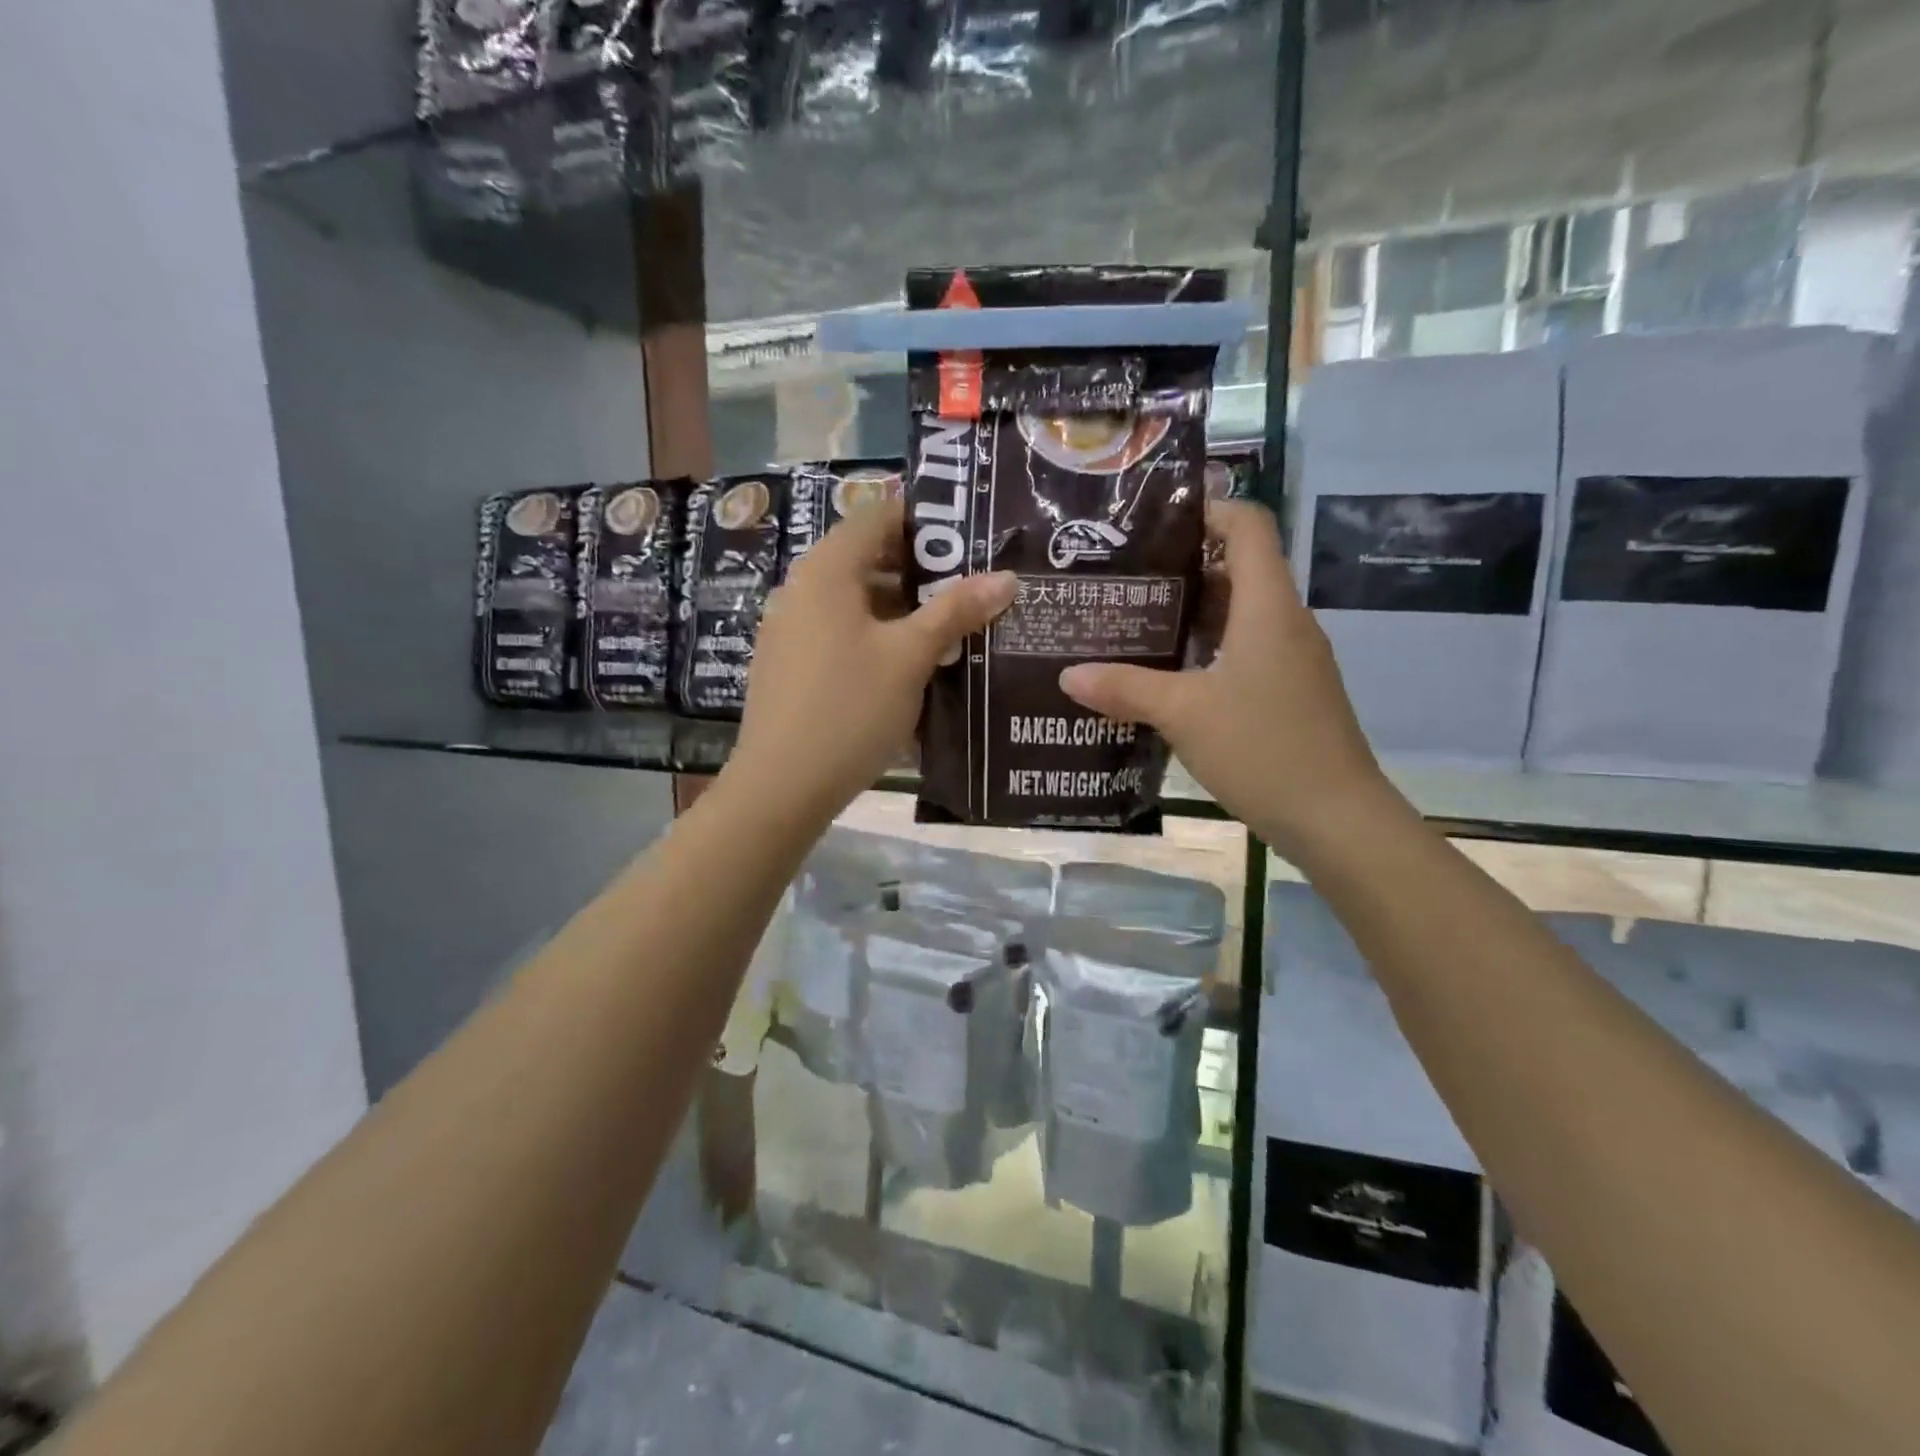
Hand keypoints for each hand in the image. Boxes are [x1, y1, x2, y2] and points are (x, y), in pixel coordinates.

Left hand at [728, 500, 1017, 828]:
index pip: (876, 516)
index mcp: (826, 570)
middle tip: (968, 587)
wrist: (782, 785)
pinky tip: (905, 667)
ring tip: (947, 630)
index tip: (966, 538)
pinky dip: (873, 636)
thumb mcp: (911, 657)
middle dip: (919, 570)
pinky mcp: (788, 665)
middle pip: (865, 558)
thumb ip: (956, 611)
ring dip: (899, 609)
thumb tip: (1007, 576)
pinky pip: (838, 632)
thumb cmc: (851, 708)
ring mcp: (789, 629)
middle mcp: (801, 589)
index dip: (922, 520)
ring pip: (854, 601)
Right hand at [1059, 500, 1398, 855]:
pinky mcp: (1291, 690)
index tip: (1155, 522)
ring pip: (1242, 613)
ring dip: (1194, 611)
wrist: (1336, 818)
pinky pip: (1247, 649)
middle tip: (1126, 576)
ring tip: (1136, 620)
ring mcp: (1293, 658)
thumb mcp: (1183, 714)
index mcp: (1267, 607)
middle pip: (1240, 568)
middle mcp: (1285, 622)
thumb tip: (1067, 674)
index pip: (1248, 525)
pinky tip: (1170, 673)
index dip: (1208, 510)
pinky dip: (1209, 647)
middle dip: (1184, 566)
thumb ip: (1125, 688)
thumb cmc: (1263, 748)